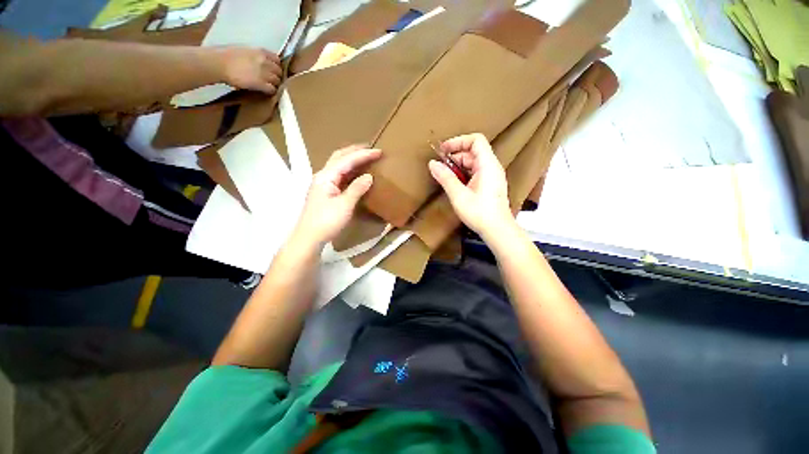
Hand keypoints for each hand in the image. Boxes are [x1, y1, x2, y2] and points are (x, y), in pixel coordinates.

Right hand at [218, 47, 281, 94]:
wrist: (219, 63)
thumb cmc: (228, 56)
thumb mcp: (246, 50)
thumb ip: (257, 56)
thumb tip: (264, 61)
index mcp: (261, 52)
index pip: (277, 60)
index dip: (276, 66)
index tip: (273, 70)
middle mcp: (265, 61)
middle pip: (279, 71)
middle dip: (277, 76)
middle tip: (272, 79)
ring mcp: (264, 73)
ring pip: (277, 81)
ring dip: (274, 84)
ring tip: (268, 85)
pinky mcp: (261, 83)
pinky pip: (272, 89)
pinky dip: (271, 90)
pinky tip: (266, 90)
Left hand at [293, 145, 381, 247]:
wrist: (309, 238)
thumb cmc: (326, 222)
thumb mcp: (344, 205)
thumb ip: (357, 188)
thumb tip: (369, 176)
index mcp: (326, 176)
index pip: (347, 160)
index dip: (363, 154)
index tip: (379, 151)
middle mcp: (323, 176)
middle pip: (339, 157)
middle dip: (355, 151)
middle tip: (371, 149)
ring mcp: (323, 184)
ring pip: (338, 165)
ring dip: (352, 159)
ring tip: (366, 157)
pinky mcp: (326, 192)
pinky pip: (339, 176)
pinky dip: (350, 171)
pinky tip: (357, 173)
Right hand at [428, 133, 514, 237]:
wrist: (498, 230)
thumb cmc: (479, 213)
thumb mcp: (458, 195)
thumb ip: (445, 177)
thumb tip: (432, 163)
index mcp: (488, 165)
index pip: (476, 140)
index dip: (458, 141)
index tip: (443, 150)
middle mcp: (492, 167)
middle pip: (473, 151)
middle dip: (455, 155)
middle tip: (440, 165)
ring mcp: (492, 176)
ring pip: (474, 162)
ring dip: (458, 165)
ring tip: (444, 175)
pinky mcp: (490, 185)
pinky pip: (476, 172)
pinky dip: (464, 173)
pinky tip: (455, 183)